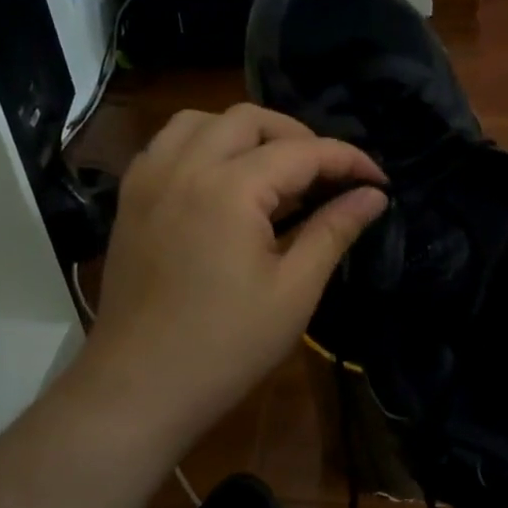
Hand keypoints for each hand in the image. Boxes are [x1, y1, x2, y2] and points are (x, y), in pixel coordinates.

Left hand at [77, 105, 386, 454]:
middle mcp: (184, 167)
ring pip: (200, 121)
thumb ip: (333, 230)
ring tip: (272, 171)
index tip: (378, 181)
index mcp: (229, 188)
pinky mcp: (129, 200)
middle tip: (326, 177)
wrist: (139, 389)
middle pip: (249, 119)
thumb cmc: (226, 346)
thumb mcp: (294, 290)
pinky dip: (201, 146)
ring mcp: (148, 180)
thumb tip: (373, 195)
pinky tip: (220, 182)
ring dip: (244, 133)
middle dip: (298, 136)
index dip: (347, 160)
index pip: (302, 151)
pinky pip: (166, 145)